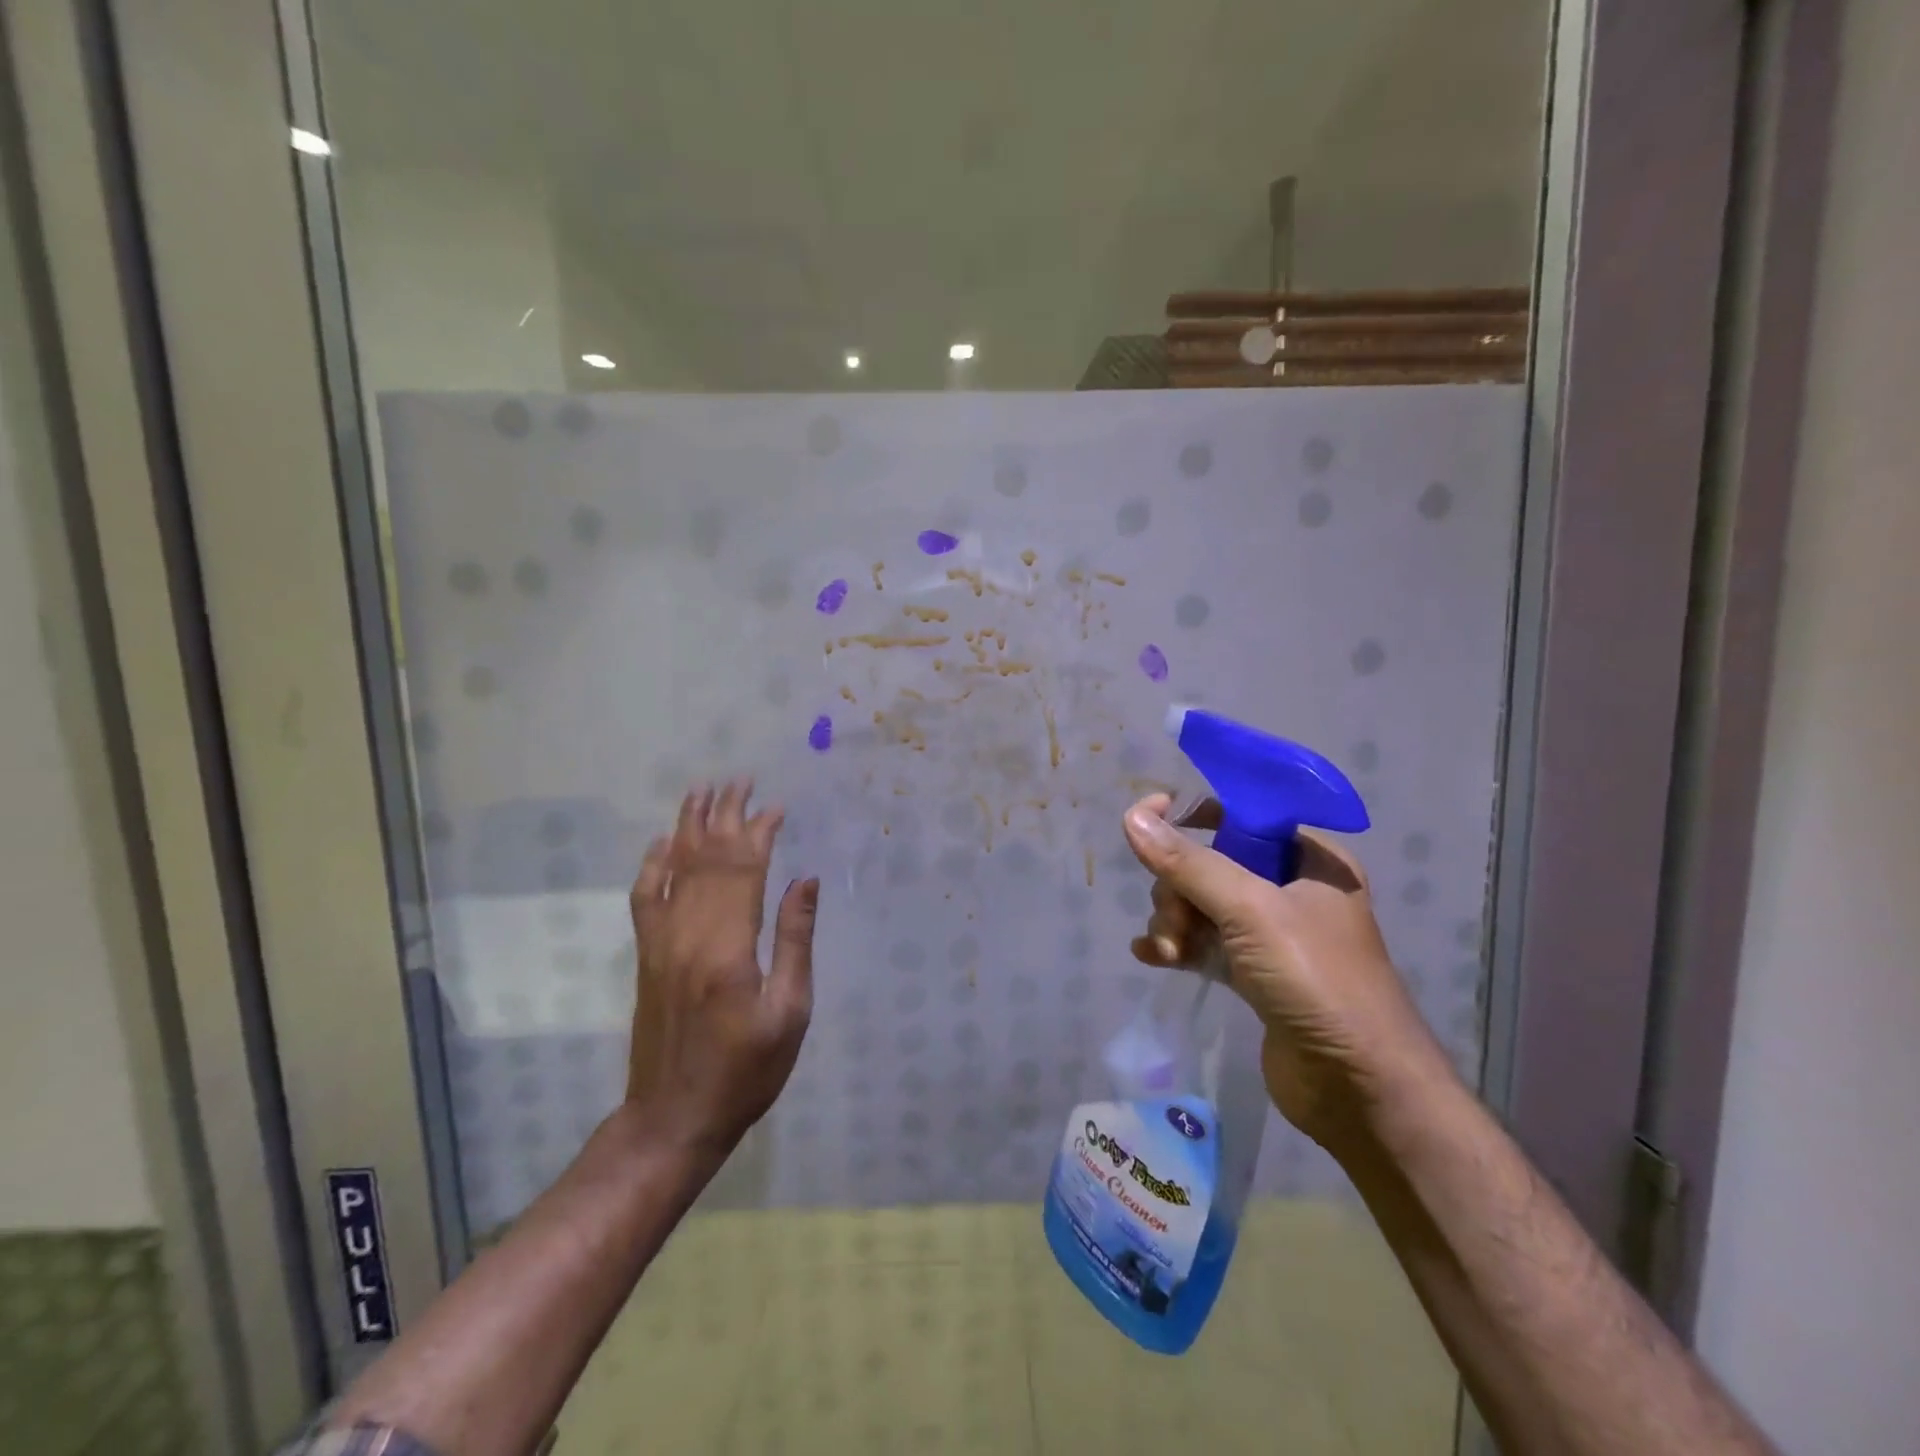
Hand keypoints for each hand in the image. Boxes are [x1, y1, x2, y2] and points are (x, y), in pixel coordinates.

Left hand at [627, 780, 817, 1158]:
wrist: (673, 1118)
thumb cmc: (746, 1071)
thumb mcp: (790, 1012)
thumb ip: (795, 941)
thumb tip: (805, 879)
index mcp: (729, 947)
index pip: (744, 869)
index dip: (760, 831)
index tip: (777, 804)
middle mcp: (689, 934)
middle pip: (707, 858)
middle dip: (726, 814)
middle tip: (741, 778)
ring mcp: (661, 943)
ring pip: (674, 869)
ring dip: (689, 826)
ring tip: (702, 790)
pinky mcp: (647, 956)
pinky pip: (645, 898)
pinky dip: (652, 865)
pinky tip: (661, 842)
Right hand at [1121, 793, 1452, 1151]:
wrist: (1359, 1090)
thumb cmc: (1316, 981)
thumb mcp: (1249, 911)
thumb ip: (1188, 863)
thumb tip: (1132, 816)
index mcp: (1309, 859)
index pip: (1241, 815)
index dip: (1193, 816)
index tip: (1150, 822)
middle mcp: (1292, 890)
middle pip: (1211, 864)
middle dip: (1179, 890)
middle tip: (1176, 923)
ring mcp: (1273, 935)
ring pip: (1202, 905)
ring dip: (1175, 922)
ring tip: (1169, 951)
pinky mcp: (1256, 975)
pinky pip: (1204, 944)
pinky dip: (1178, 946)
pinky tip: (1151, 956)